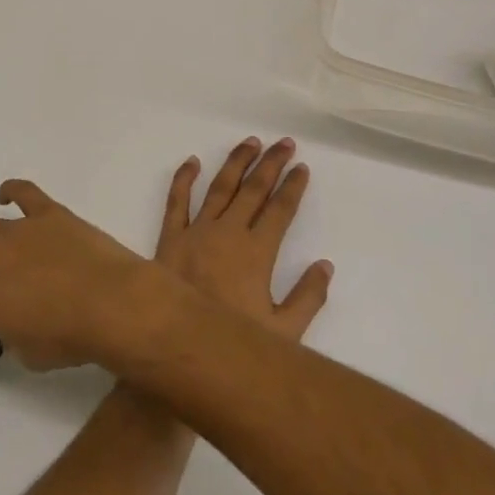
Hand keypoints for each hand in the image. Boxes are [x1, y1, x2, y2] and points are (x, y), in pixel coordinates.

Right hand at [0, 179, 157, 370]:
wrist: (112, 302)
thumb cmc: (70, 338)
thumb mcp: (25, 355)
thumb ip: (6, 333)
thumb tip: (8, 320)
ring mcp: (16, 230)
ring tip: (0, 252)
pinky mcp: (46, 211)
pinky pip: (21, 190)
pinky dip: (11, 191)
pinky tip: (7, 197)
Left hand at [155, 137, 332, 342]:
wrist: (175, 352)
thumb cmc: (231, 345)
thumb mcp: (283, 334)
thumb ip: (307, 298)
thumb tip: (325, 265)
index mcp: (256, 253)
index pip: (280, 210)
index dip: (293, 187)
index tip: (302, 167)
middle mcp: (227, 233)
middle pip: (253, 190)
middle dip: (271, 164)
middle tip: (284, 143)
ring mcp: (196, 232)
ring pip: (220, 187)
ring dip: (236, 162)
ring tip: (251, 142)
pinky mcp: (169, 238)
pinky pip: (176, 202)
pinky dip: (183, 179)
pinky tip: (192, 161)